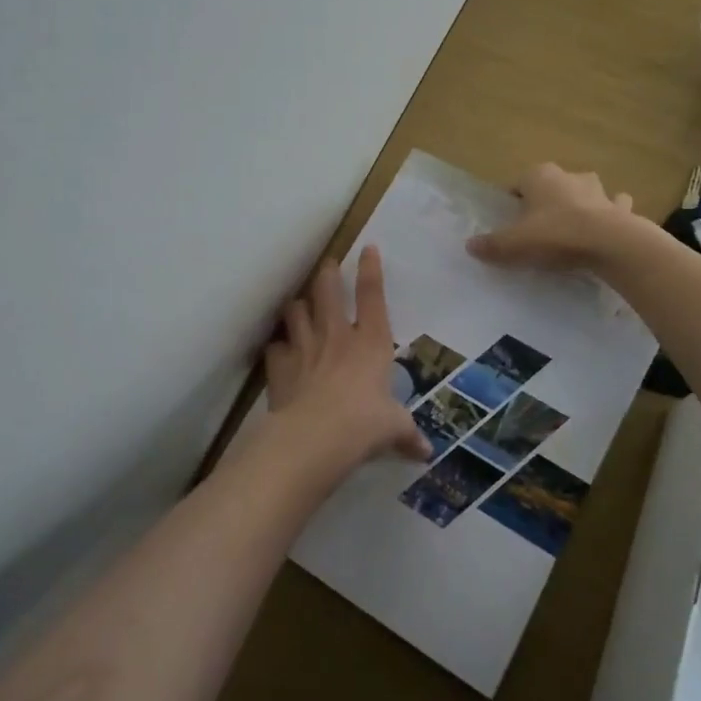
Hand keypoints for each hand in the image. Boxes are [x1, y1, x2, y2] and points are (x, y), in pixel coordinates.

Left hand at [264, 247, 430, 468]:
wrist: (316, 437)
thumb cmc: (365, 425)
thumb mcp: (393, 429)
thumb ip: (407, 435)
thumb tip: (425, 452)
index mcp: (371, 342)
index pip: (372, 295)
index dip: (370, 269)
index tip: (367, 248)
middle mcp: (337, 335)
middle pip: (328, 290)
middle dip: (327, 274)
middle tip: (327, 266)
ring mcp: (305, 347)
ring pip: (296, 310)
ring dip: (298, 306)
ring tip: (299, 306)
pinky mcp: (280, 366)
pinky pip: (275, 347)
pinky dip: (277, 347)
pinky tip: (279, 351)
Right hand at [466, 163, 638, 271]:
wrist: (610, 244)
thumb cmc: (555, 235)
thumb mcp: (514, 244)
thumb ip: (492, 245)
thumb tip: (469, 245)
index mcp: (539, 176)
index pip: (518, 184)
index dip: (512, 202)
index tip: (510, 223)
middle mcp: (568, 176)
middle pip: (551, 186)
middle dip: (546, 201)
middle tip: (538, 228)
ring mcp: (598, 190)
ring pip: (584, 191)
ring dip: (579, 203)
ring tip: (572, 229)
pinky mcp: (620, 208)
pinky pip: (614, 207)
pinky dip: (611, 213)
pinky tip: (606, 230)